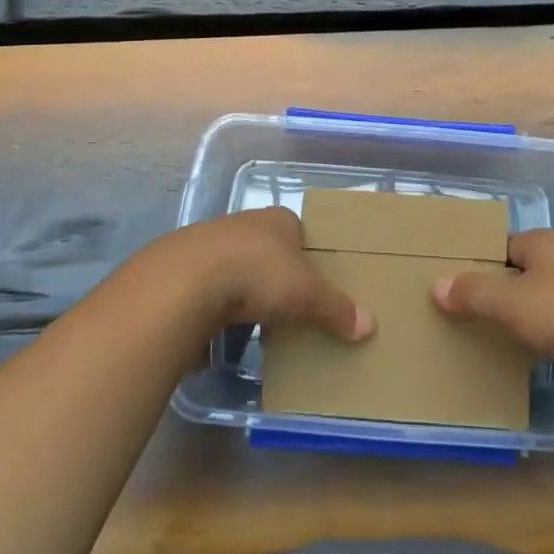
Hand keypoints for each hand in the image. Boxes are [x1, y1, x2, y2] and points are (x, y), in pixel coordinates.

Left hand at [171, 207, 374, 341]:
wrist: (186, 281)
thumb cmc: (257, 274)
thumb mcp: (306, 293)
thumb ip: (336, 308)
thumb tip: (369, 325)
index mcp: (277, 219)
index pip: (298, 231)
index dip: (307, 256)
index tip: (314, 283)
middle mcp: (244, 224)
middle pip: (267, 251)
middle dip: (275, 277)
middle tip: (288, 308)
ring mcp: (210, 245)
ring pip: (235, 269)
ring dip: (243, 294)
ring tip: (255, 326)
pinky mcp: (183, 271)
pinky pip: (207, 291)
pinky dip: (215, 310)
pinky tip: (219, 333)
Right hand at [432, 229, 553, 380]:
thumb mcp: (509, 302)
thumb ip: (472, 292)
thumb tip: (437, 286)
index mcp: (544, 241)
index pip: (502, 245)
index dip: (479, 264)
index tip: (458, 287)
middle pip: (524, 270)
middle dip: (502, 291)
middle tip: (472, 315)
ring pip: (547, 298)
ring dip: (528, 315)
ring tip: (500, 338)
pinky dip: (551, 335)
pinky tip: (540, 354)